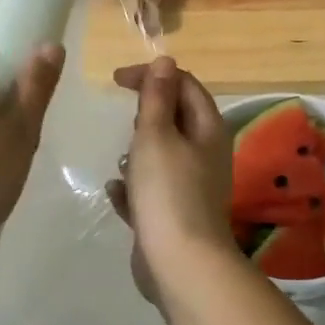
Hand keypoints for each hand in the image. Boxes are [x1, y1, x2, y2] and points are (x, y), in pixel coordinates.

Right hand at [107, 57, 233, 304]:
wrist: (180, 263)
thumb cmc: (167, 190)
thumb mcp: (156, 135)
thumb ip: (157, 97)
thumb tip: (165, 61)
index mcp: (208, 130)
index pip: (184, 85)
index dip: (153, 75)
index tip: (116, 80)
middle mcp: (205, 155)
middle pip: (175, 120)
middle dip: (146, 117)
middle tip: (128, 125)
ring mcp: (191, 187)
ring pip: (161, 157)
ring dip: (138, 154)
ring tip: (122, 162)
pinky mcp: (174, 215)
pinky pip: (150, 191)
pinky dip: (133, 189)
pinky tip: (117, 194)